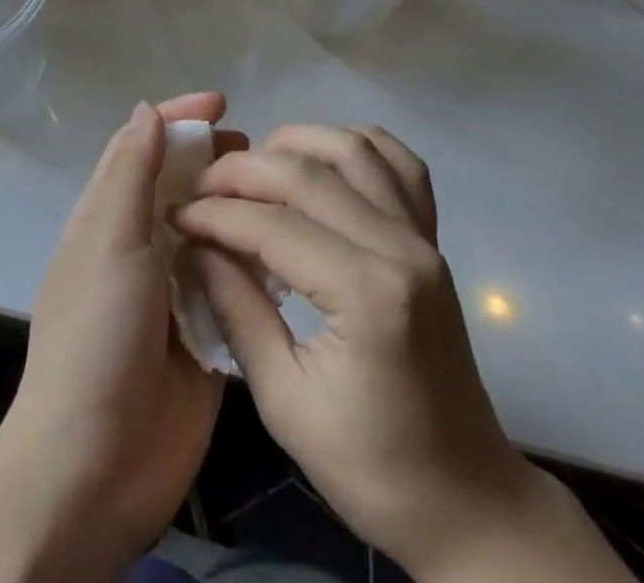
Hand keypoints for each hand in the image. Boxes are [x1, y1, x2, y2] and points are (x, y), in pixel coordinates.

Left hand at [0, 92, 244, 572]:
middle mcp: (140, 244)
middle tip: (259, 150)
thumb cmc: (96, 337)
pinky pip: (231, 281)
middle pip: (180, 182)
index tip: (222, 101)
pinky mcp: (203, 331)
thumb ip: (129, 174)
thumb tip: (148, 110)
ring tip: (280, 192)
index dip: (178, 117)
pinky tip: (288, 246)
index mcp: (108, 217)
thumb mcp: (108, 242)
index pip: (142, 146)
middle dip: (214, 157)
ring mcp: (172, 289)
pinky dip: (253, 259)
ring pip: (211, 228)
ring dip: (238, 206)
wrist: (96, 467)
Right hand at [174, 125, 630, 582]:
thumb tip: (196, 248)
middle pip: (308, 173)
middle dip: (243, 171)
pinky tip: (321, 159)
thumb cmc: (373, 468)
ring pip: (354, 148)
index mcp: (367, 295)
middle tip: (202, 187)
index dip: (215, 214)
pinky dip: (355, 144)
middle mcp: (400, 247)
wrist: (467, 499)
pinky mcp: (432, 237)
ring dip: (296, 143)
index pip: (274, 225)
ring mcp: (423, 236)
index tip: (176, 214)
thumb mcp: (285, 402)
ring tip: (254, 167)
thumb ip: (238, 311)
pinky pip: (400, 163)